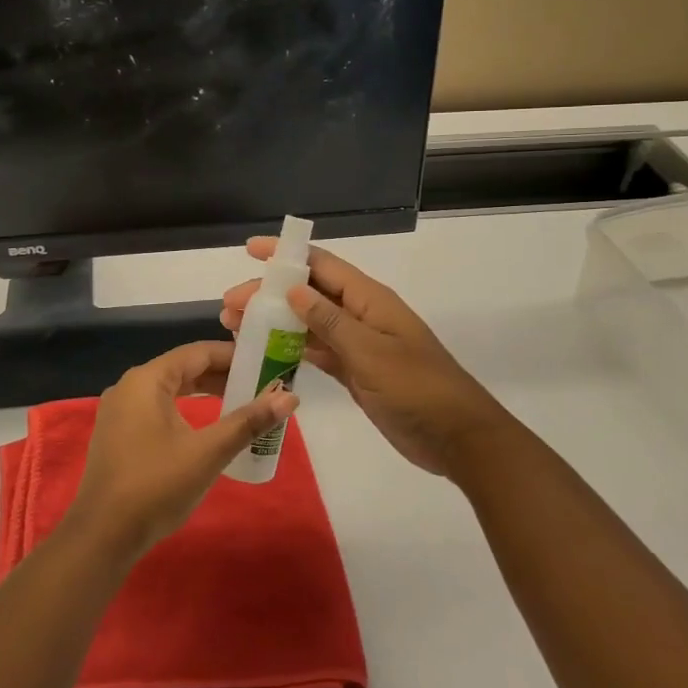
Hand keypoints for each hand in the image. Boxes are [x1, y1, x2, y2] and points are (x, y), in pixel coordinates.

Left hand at [64, 340, 298, 560]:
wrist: (102, 536)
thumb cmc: (156, 486)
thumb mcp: (208, 452)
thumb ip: (248, 421)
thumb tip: (290, 397)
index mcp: (147, 380)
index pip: (197, 353)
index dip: (233, 355)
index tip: (265, 363)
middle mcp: (130, 386)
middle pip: (183, 368)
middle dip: (222, 375)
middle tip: (260, 384)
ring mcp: (120, 411)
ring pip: (171, 389)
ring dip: (205, 392)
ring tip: (241, 401)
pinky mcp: (119, 434)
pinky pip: (158, 408)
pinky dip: (186, 409)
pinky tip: (207, 425)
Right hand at [221, 239, 511, 475]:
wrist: (457, 437)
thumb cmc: (417, 388)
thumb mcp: (370, 352)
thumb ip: (330, 321)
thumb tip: (294, 290)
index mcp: (369, 299)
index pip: (321, 265)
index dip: (286, 255)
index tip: (250, 250)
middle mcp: (361, 314)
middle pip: (309, 293)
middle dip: (269, 294)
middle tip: (229, 305)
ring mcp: (358, 344)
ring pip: (309, 322)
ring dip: (275, 321)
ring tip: (234, 326)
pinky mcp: (356, 371)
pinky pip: (318, 351)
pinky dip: (291, 349)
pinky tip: (265, 352)